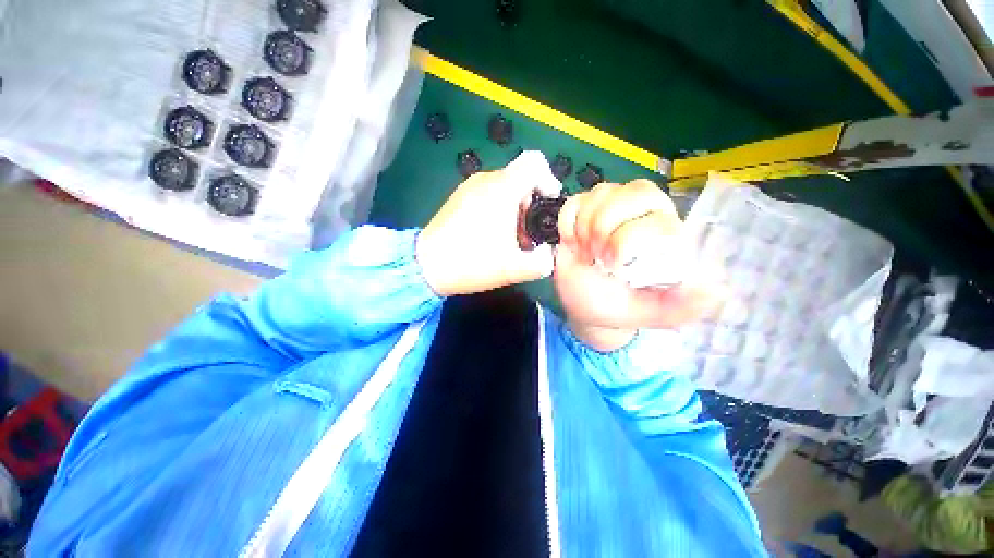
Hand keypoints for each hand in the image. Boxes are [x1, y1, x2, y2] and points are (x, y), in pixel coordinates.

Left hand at [417, 151, 561, 295]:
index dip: (549, 179)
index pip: (535, 162)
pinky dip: (499, 209)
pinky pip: (488, 193)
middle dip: (532, 204)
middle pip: (521, 178)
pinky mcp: (459, 197)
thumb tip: (550, 255)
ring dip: (516, 209)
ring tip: (511, 239)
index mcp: (503, 189)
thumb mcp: (514, 269)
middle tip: (529, 233)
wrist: (426, 266)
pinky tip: (493, 234)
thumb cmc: (472, 262)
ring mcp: (469, 187)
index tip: (548, 205)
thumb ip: (542, 262)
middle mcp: (486, 180)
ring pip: (505, 187)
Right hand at [554, 180, 724, 350]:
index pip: (656, 213)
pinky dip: (568, 221)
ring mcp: (609, 211)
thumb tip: (717, 288)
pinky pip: (575, 201)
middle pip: (633, 192)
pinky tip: (571, 242)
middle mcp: (641, 216)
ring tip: (585, 252)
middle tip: (596, 255)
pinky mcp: (582, 214)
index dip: (629, 236)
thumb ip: (681, 306)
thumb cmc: (618, 309)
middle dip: (606, 225)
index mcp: (664, 236)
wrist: (583, 308)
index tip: (613, 267)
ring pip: (602, 192)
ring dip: (585, 226)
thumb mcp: (651, 314)